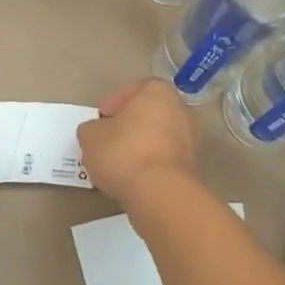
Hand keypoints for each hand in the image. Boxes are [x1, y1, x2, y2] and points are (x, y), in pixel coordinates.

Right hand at [77, 79, 199, 214]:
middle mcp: (180, 108)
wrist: (160, 194)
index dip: (112, 104)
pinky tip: (134, 175)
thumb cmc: (124, 153)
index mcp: (158, 91)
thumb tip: (96, 131)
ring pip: (159, 135)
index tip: (99, 120)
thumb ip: (92, 128)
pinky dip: (152, 162)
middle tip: (108, 139)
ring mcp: (192, 137)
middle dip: (129, 124)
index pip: (132, 90)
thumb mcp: (91, 136)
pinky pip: (166, 157)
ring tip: (119, 162)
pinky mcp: (193, 165)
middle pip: (148, 112)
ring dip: (141, 144)